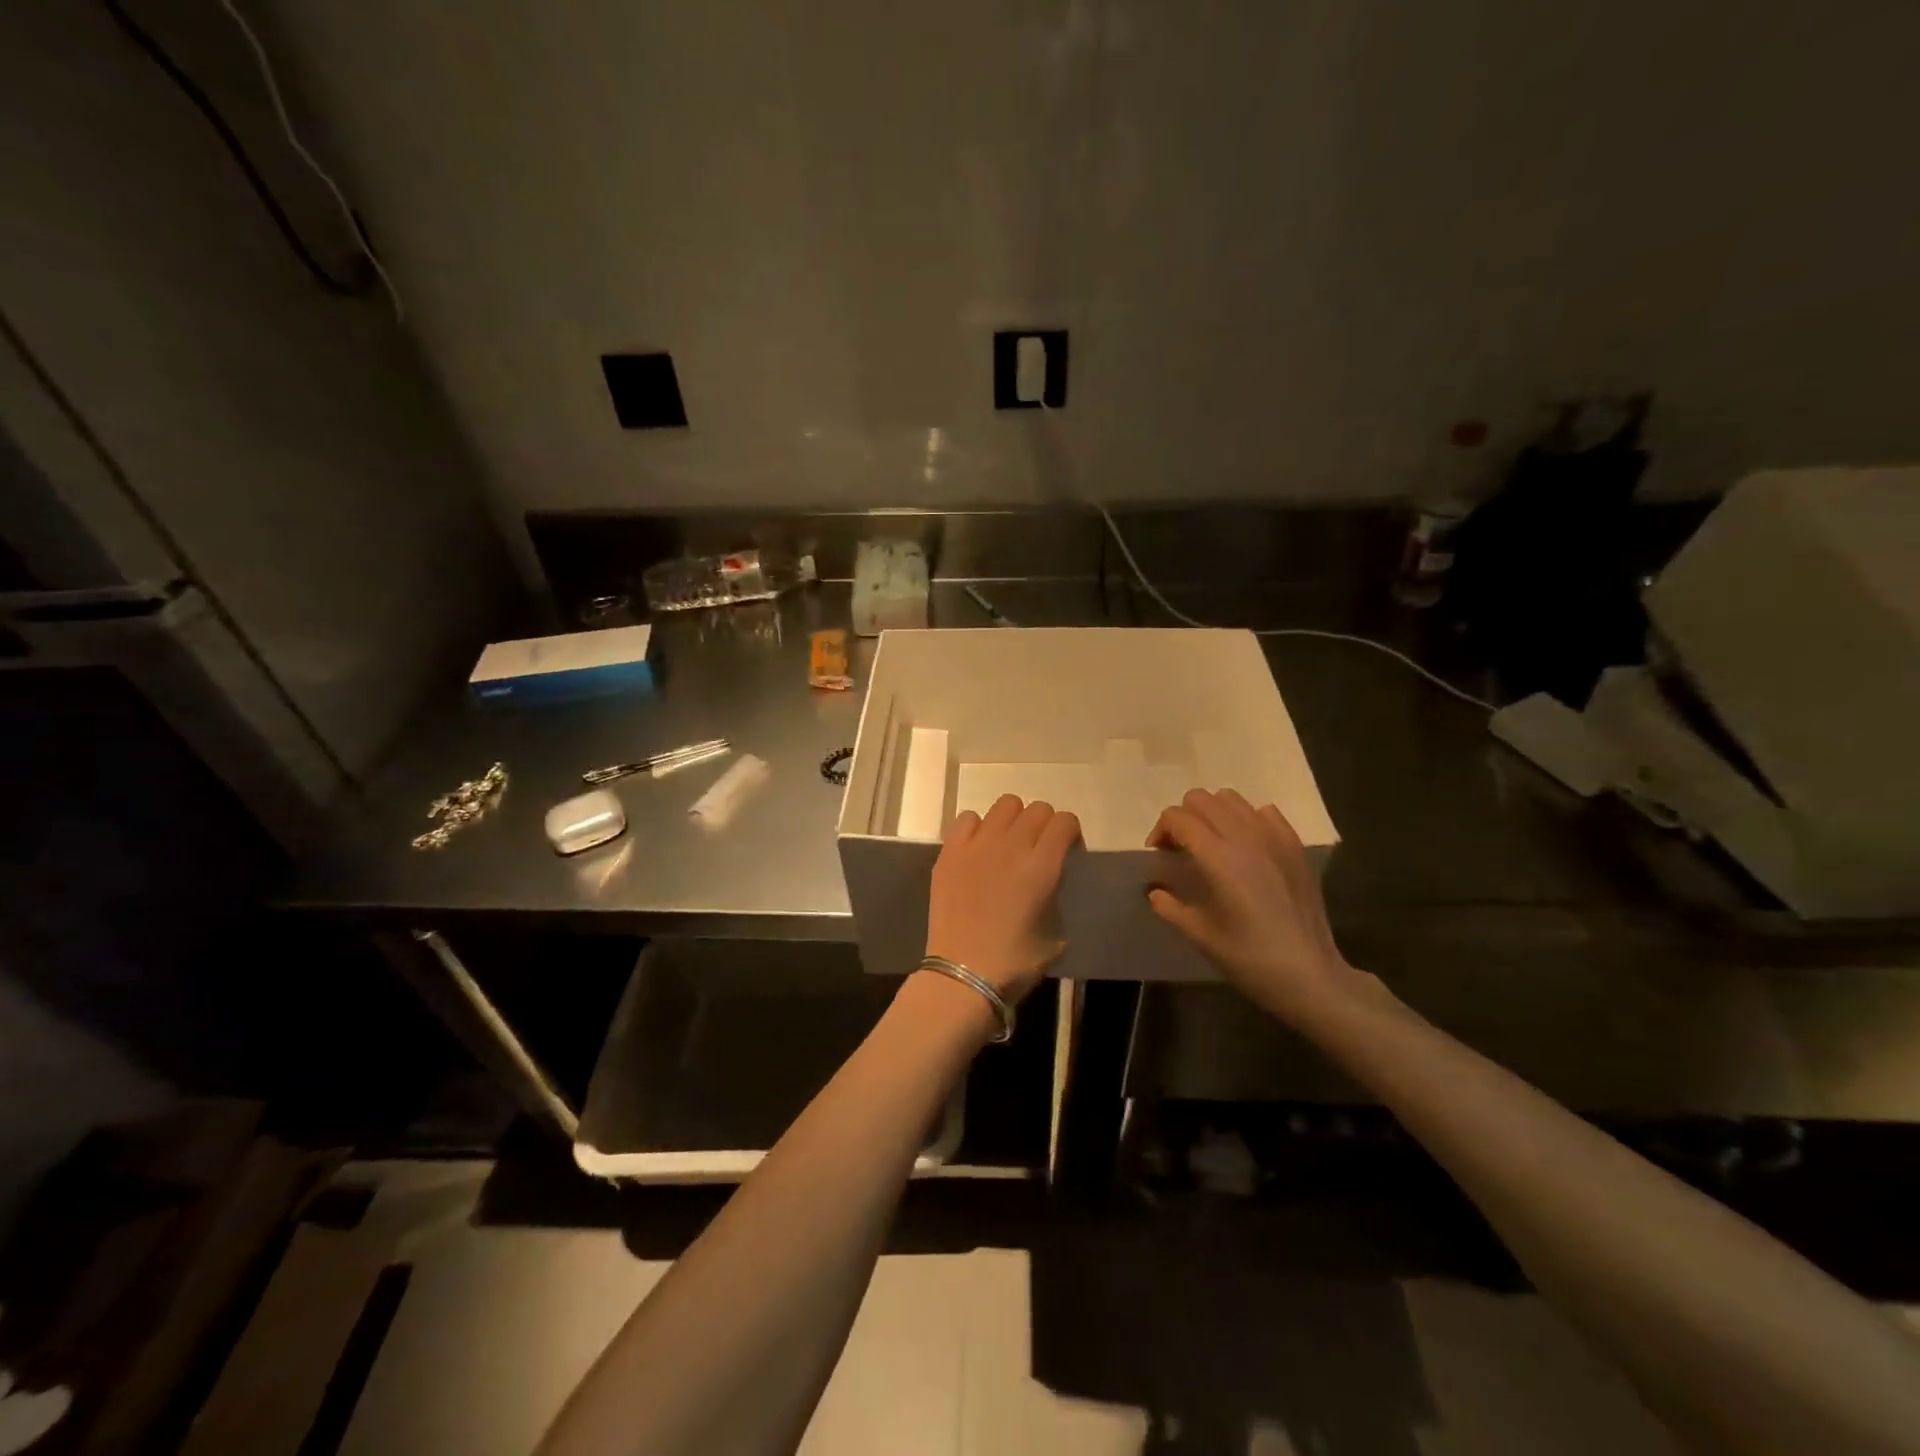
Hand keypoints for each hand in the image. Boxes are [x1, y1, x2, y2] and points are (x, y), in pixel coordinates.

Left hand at [925, 795, 1079, 1005]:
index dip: (1070, 833)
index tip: (1067, 851)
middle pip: (1037, 809)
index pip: (1065, 821)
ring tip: (1008, 844)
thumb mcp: (1056, 934)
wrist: (963, 975)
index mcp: (1042, 866)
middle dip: (1045, 825)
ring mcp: (977, 845)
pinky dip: (978, 827)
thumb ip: (1055, 896)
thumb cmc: (1015, 963)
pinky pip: (968, 818)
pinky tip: (978, 850)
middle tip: (1038, 850)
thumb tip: (1048, 882)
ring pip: (1005, 805)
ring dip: (1013, 820)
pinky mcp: (950, 851)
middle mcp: (1011, 846)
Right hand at [1146, 789, 1365, 1022]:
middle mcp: (1245, 836)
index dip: (1160, 831)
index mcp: (1218, 857)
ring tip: (1212, 844)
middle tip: (1182, 848)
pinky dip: (1247, 819)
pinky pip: (1263, 812)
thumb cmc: (1250, 959)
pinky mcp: (1294, 846)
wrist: (1310, 975)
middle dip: (1184, 817)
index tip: (1159, 855)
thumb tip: (1155, 891)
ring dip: (1213, 813)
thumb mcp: (1200, 936)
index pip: (1177, 818)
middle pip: (1201, 798)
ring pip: (1231, 799)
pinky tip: (1246, 848)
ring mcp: (1274, 837)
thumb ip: (1170, 907)